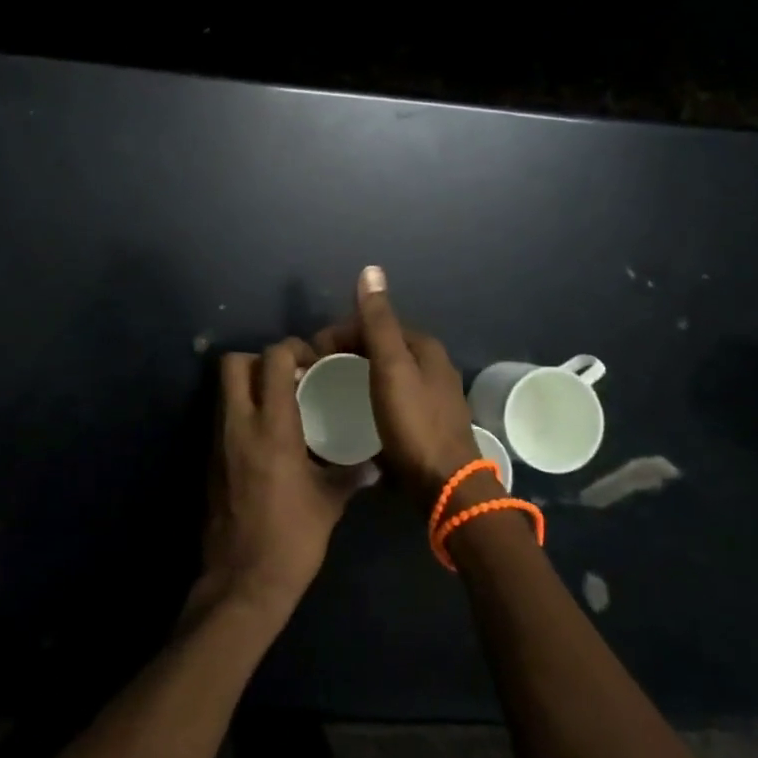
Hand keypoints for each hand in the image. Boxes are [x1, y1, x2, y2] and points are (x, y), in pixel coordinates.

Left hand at [192, 339, 370, 622]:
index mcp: (272, 427)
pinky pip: (223, 416)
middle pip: (234, 363)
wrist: (242, 582)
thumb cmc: (292, 539)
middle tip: (289, 377)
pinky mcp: (210, 459)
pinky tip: (267, 435)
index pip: (273, 360)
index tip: (313, 364)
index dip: (292, 350)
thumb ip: (349, 474)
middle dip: (260, 360)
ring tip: (281, 403)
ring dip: (249, 384)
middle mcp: (239, 424)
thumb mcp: (328, 503)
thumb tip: (371, 463)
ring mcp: (219, 440)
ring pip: (225, 388)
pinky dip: (242, 411)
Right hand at [316, 266, 484, 510]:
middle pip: (378, 348)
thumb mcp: (391, 367)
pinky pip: (388, 399)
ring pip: (382, 374)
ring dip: (355, 377)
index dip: (339, 334)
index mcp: (424, 347)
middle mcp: (431, 366)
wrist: (446, 488)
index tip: (311, 357)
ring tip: (327, 395)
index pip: (373, 324)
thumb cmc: (414, 423)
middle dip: (345, 354)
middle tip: (315, 376)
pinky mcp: (425, 424)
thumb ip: (378, 321)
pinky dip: (367, 399)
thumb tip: (370, 269)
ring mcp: (430, 397)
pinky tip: (352, 415)